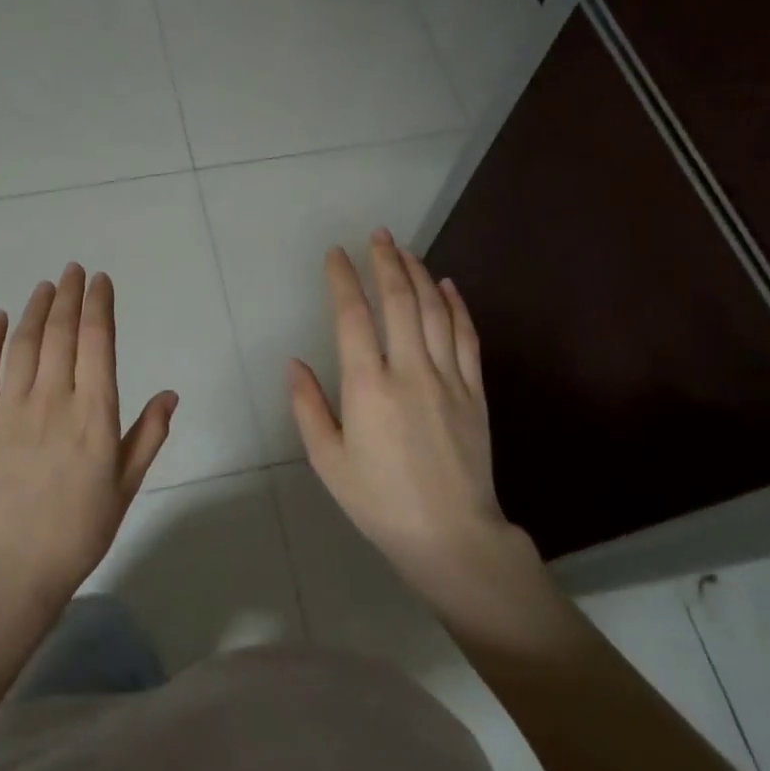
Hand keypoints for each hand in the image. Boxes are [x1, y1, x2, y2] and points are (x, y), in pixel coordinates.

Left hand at [0, 264, 177, 605]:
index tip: (101, 280)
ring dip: (36, 309)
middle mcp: (53, 401)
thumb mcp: (126, 485)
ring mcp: (10, 410)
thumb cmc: (80, 530)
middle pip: (61, 333)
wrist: (12, 569)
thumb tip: (171, 393)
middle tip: (74, 270)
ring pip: (24, 344)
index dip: (99, 305)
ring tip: (46, 285)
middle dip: (69, 295)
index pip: (98, 342)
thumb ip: (148, 435)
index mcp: (94, 414)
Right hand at [288, 229, 528, 608]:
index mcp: (368, 388)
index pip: (352, 317)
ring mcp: (448, 378)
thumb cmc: (379, 501)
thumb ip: (308, 408)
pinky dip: (456, 305)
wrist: (451, 535)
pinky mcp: (474, 390)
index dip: (343, 280)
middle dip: (385, 261)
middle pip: (399, 300)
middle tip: (377, 236)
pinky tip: (447, 285)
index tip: (336, 255)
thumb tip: (295, 364)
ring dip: (419, 274)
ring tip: (405, 251)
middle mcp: (409, 371)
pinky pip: (467, 336)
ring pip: (434, 310)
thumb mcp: (328, 462)